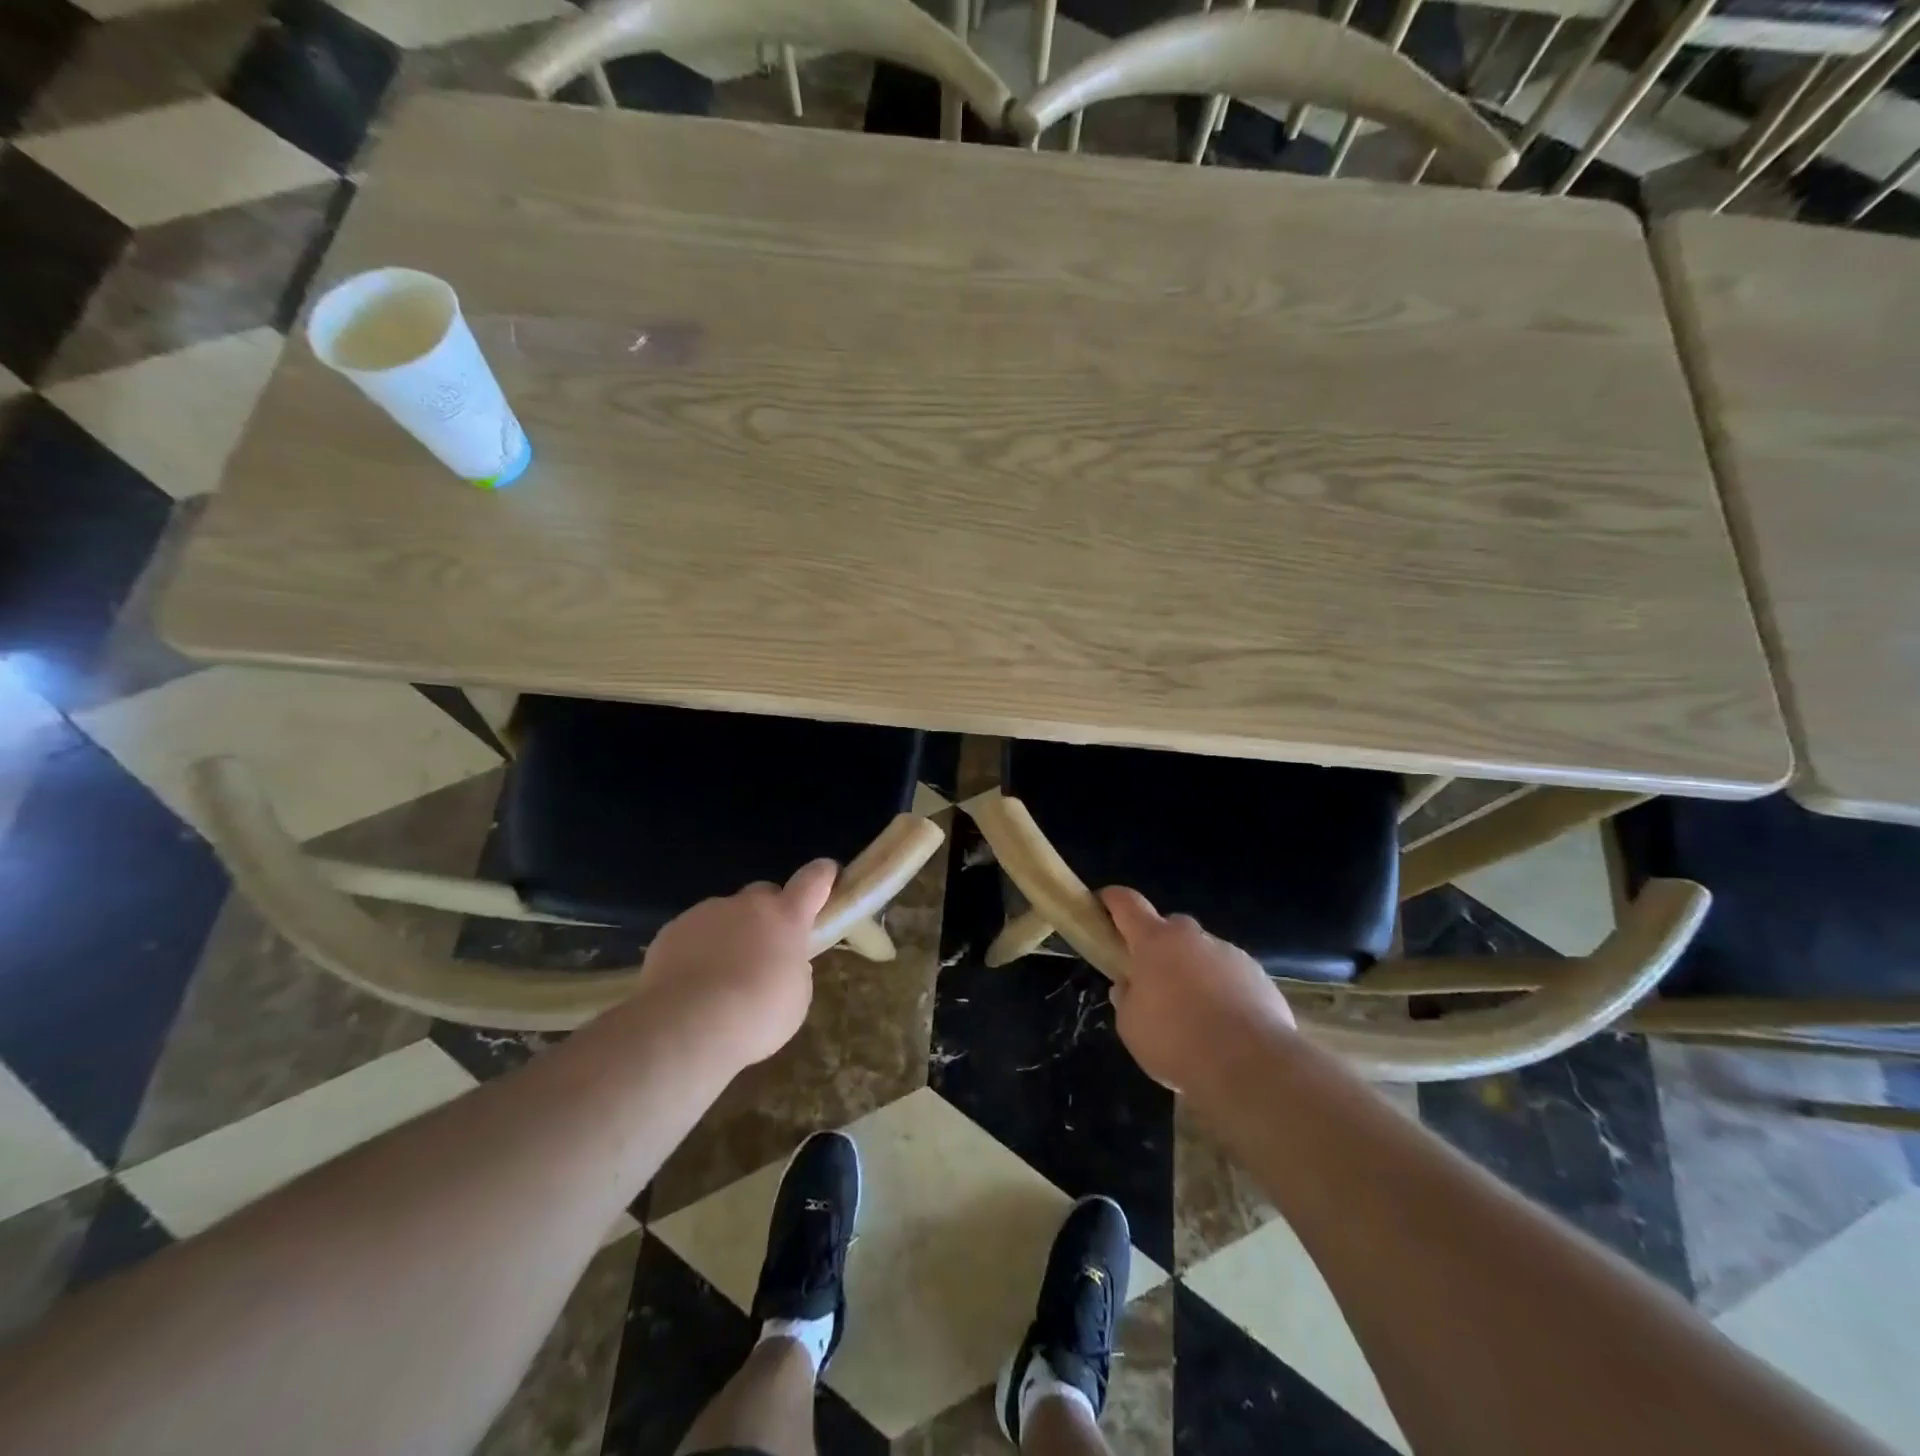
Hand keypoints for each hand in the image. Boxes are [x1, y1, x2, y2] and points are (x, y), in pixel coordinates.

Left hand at [636, 860, 837, 1067]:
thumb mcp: (796, 1000)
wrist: (683, 1028)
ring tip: (722, 978)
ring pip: (726, 914)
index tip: (828, 875)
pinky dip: (699, 950)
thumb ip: (794, 969)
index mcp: (786, 917)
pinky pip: (694, 933)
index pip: (814, 879)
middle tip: (766, 949)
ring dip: (731, 935)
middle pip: (764, 894)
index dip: (823, 875)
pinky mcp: (672, 930)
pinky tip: (692, 983)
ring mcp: (706, 913)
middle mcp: (747, 905)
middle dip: (769, 914)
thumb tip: (782, 962)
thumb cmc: (754, 1017)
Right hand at [1102, 886, 1296, 1097]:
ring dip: (1194, 970)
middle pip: (1169, 927)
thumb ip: (1126, 999)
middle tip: (1153, 979)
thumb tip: (1128, 987)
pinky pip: (1232, 975)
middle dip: (1158, 946)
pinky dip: (1223, 990)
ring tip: (1194, 1012)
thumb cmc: (1176, 1040)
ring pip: (1203, 952)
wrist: (1251, 1064)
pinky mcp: (1259, 976)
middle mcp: (1192, 937)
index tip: (1103, 904)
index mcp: (1154, 941)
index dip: (1112, 900)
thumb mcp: (1131, 1027)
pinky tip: (1225, 1024)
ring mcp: (1230, 953)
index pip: (1127, 903)